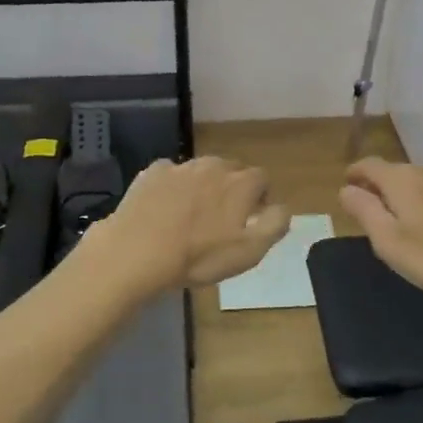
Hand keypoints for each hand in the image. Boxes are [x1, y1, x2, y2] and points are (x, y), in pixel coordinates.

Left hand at [81, 157, 290, 294]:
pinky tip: (164, 207)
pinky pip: (170, 173)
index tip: (252, 218)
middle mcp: (213, 166)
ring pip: (200, 170)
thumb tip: (283, 208)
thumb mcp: (249, 251)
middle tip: (222, 217)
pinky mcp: (152, 172)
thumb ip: (275, 225)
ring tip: (192, 213)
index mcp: (241, 183)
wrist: (138, 251)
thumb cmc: (199, 256)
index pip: (262, 178)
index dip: (260, 197)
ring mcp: (180, 167)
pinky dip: (172, 185)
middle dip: (232, 188)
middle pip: (231, 170)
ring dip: (203, 185)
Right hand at [338, 158, 422, 307]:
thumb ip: (365, 212)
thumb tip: (346, 189)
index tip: (345, 185)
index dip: (354, 173)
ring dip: (403, 194)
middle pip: (394, 171)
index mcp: (402, 179)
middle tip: (367, 208)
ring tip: (397, 218)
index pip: (369, 165)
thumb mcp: (389, 241)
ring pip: (419, 181)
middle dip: (378, 185)